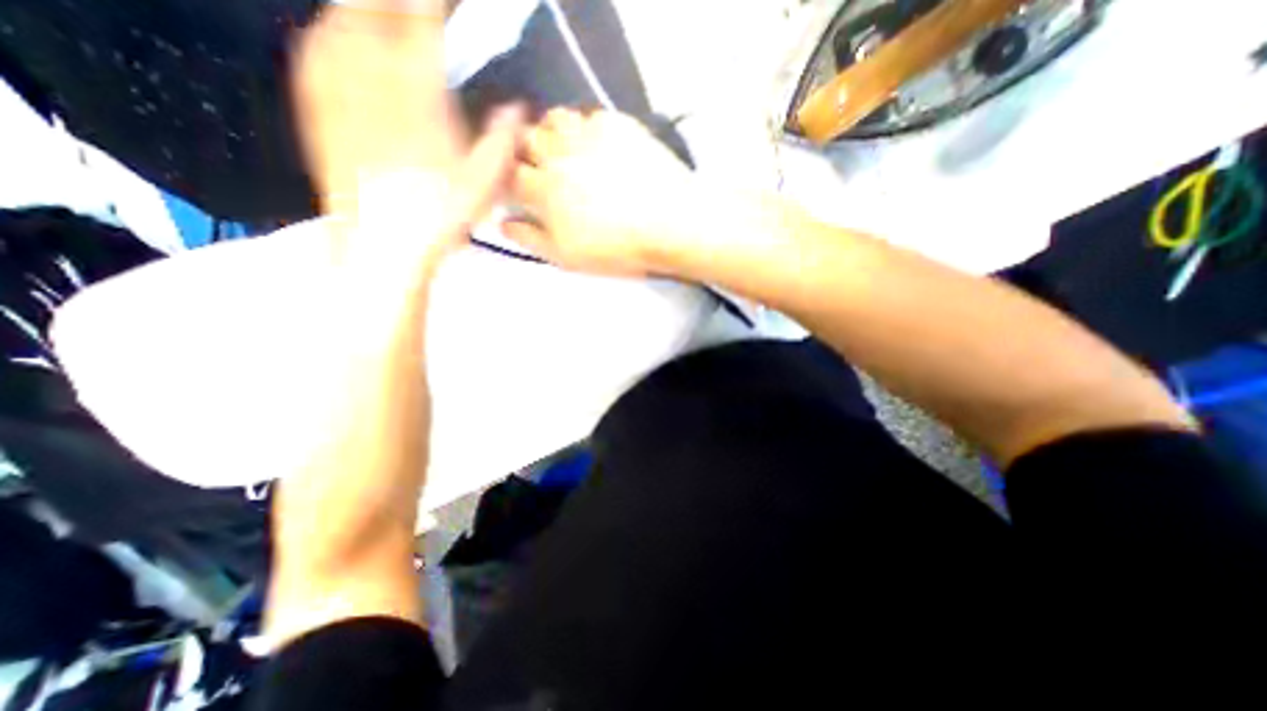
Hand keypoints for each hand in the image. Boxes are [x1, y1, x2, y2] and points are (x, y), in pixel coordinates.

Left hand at [298, 0, 524, 270]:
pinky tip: (335, 34)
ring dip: (362, 9)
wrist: (382, 245)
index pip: (424, 23)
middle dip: (397, 2)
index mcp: (420, 95)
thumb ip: (502, 140)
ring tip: (379, 12)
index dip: (436, 6)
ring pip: (339, 21)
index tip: (447, 5)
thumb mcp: (485, 183)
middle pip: (373, 9)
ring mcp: (337, 90)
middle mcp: (372, 78)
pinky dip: (328, 32)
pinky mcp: (316, 109)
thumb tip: (518, 108)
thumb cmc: (441, 215)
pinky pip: (314, 50)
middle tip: (417, 8)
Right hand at [507, 109, 702, 273]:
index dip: (509, 180)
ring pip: (554, 119)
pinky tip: (600, 148)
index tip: (517, 188)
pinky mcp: (618, 125)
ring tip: (567, 152)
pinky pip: (590, 116)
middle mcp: (559, 155)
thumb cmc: (618, 249)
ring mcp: (589, 135)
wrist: (671, 226)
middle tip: (542, 168)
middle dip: (525, 152)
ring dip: (553, 134)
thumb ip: (530, 238)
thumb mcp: (568, 257)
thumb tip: (502, 221)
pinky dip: (586, 129)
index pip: (508, 175)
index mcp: (543, 190)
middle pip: (525, 139)